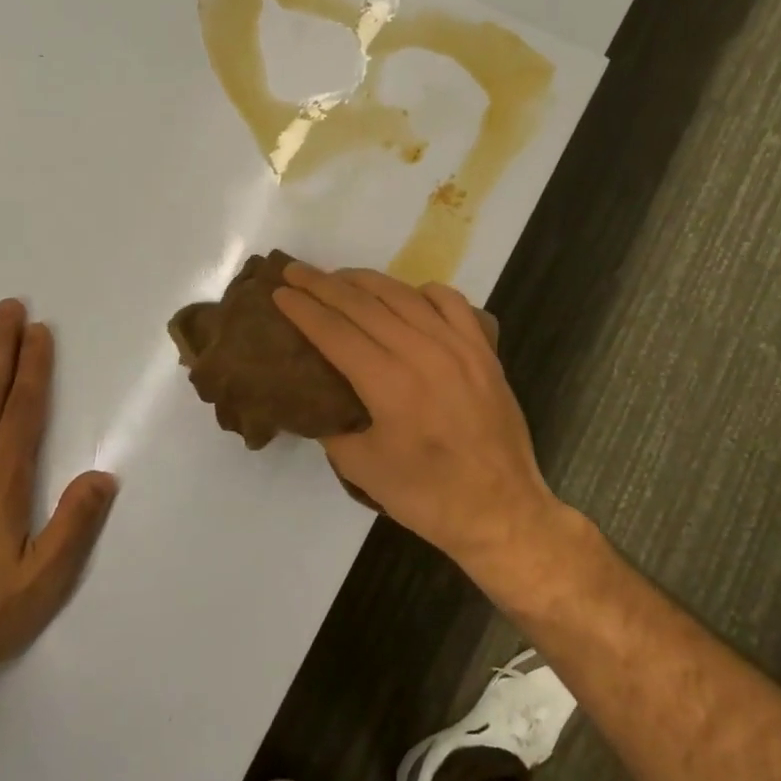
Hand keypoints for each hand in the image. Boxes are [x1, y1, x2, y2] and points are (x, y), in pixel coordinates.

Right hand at [273, 264, 564, 578]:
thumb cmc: (426, 495)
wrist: (501, 510)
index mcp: (389, 383)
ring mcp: (458, 346)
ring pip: (403, 295)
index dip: (303, 309)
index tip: (279, 291)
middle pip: (363, 304)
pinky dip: (421, 291)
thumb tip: (312, 399)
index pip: (335, 331)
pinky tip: (406, 295)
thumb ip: (331, 426)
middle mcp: (423, 352)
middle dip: (323, 285)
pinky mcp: (483, 350)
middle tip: (296, 271)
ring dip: (365, 281)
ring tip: (339, 277)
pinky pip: (450, 302)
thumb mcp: (361, 468)